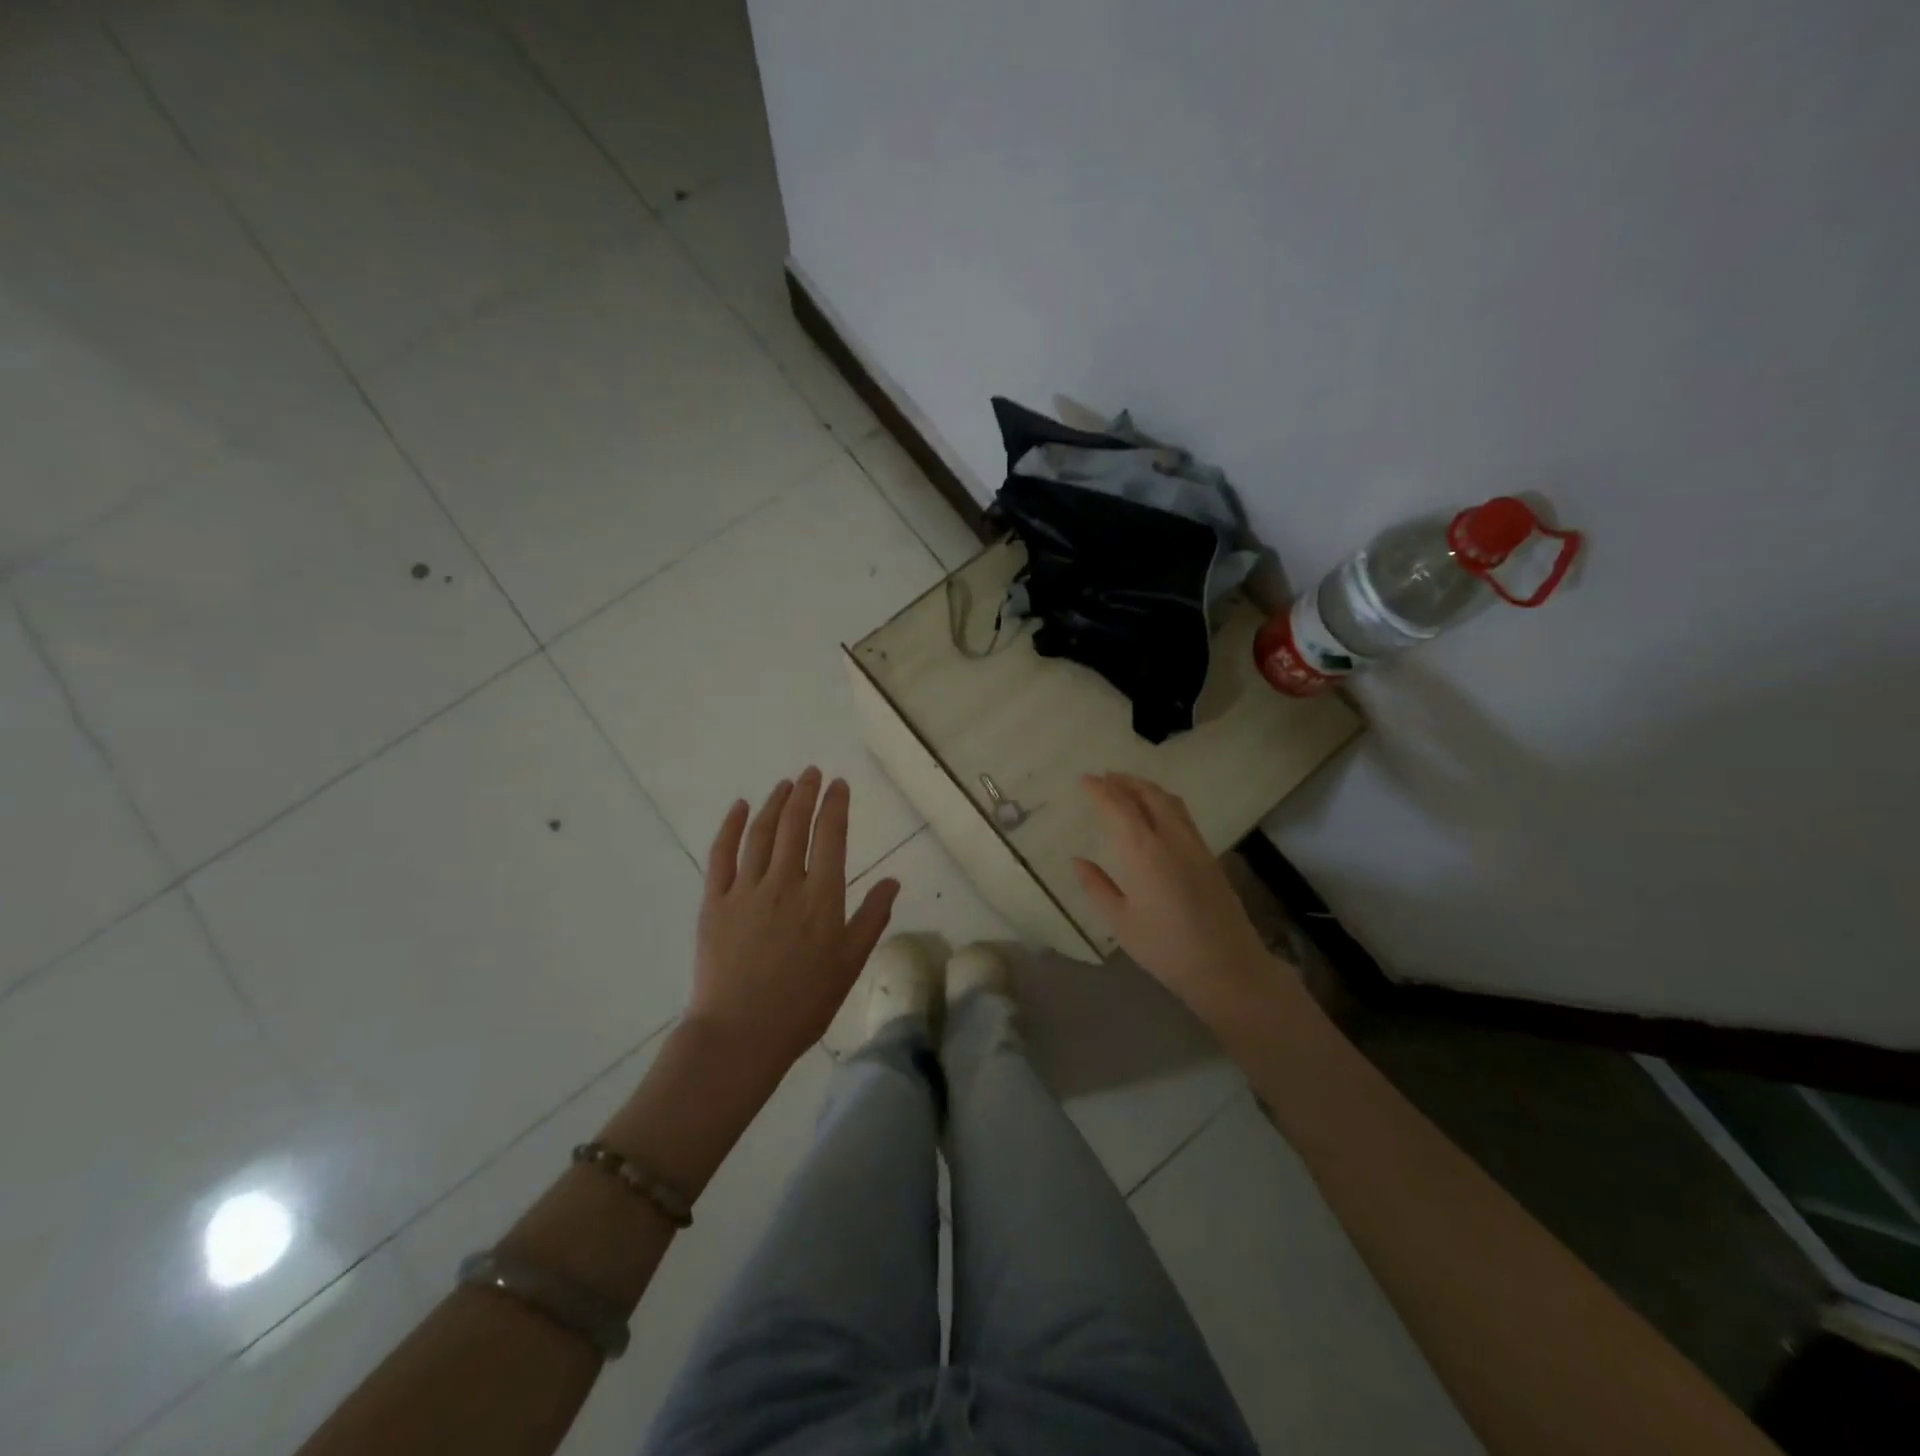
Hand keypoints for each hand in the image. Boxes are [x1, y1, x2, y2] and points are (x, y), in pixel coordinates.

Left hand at [690, 769, 899, 1075]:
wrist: (741, 1033)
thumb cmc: (804, 1003)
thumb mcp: (850, 963)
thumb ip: (872, 917)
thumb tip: (894, 879)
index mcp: (822, 897)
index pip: (831, 836)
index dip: (835, 805)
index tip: (838, 784)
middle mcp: (785, 883)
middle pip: (796, 825)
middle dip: (806, 793)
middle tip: (811, 772)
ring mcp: (746, 889)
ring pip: (761, 833)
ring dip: (774, 803)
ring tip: (784, 784)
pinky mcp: (714, 901)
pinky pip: (722, 854)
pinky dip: (731, 826)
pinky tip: (740, 807)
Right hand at [1072, 773, 1289, 1029]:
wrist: (1228, 967)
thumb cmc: (1166, 949)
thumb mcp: (1121, 922)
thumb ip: (1097, 887)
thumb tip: (1078, 861)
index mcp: (1144, 852)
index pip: (1119, 806)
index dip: (1100, 789)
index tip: (1085, 780)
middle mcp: (1171, 838)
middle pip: (1148, 794)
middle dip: (1124, 781)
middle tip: (1104, 777)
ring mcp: (1195, 845)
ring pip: (1169, 801)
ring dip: (1146, 788)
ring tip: (1128, 787)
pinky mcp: (1210, 856)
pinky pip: (1183, 815)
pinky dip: (1163, 802)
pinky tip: (1155, 814)